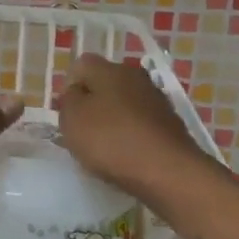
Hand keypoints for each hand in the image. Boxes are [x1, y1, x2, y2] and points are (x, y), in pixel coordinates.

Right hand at [56, 54, 209, 192]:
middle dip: (92, 104)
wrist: (168, 172)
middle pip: (104, 84)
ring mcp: (157, 100)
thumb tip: (78, 94)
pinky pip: (141, 124)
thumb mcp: (72, 118)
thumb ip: (68, 100)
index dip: (69, 88)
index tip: (67, 113)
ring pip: (124, 104)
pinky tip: (127, 156)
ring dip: (112, 120)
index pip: (80, 66)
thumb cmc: (111, 139)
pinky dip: (131, 136)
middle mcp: (136, 76)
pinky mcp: (172, 124)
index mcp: (110, 68)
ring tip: (104, 148)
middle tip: (82, 131)